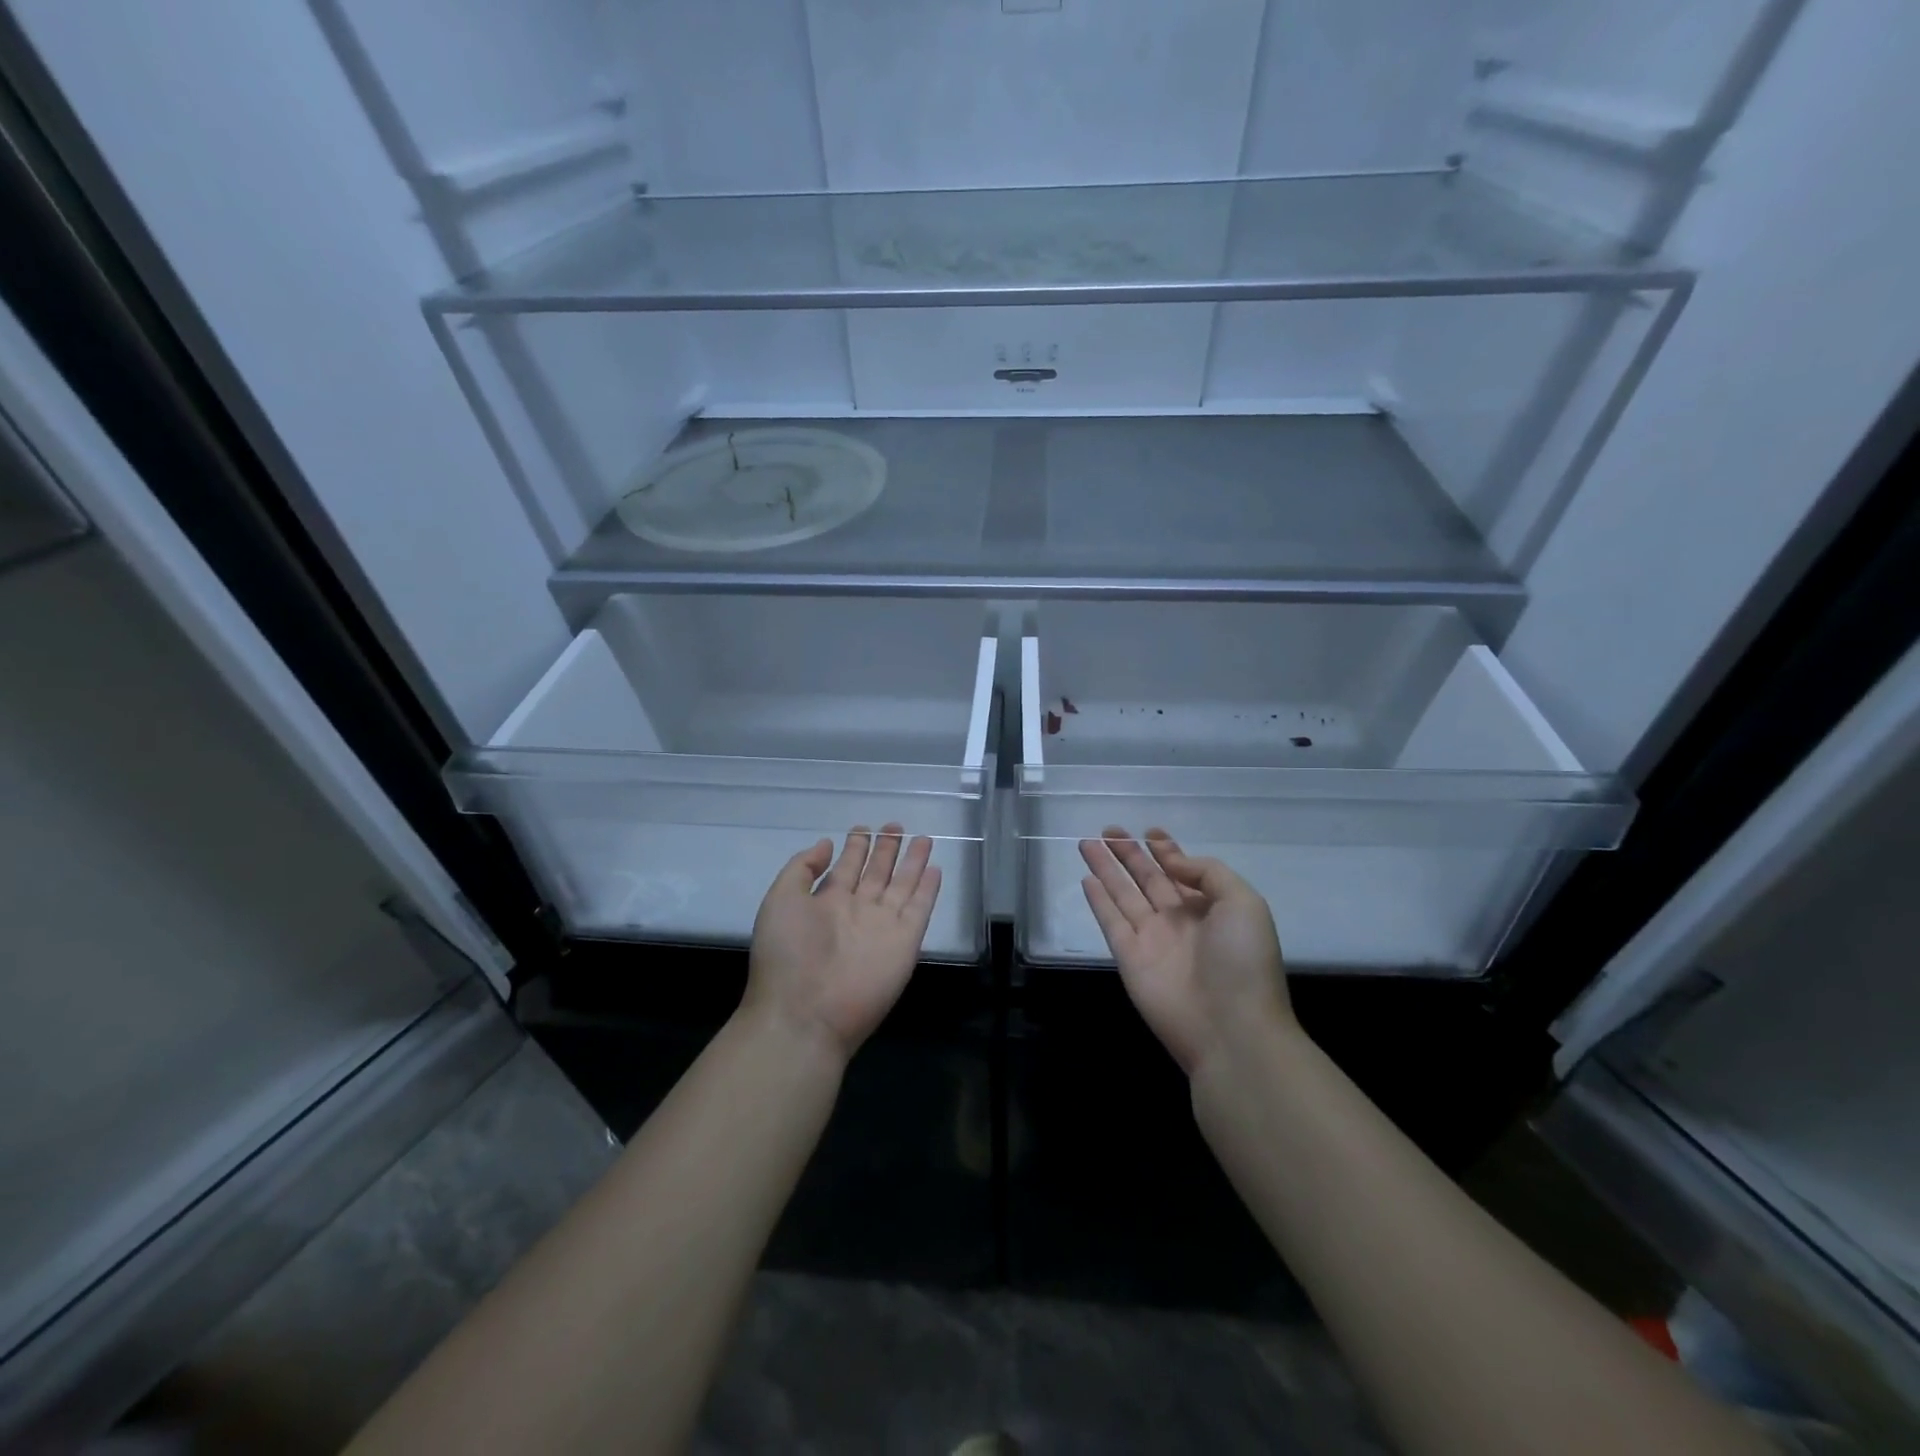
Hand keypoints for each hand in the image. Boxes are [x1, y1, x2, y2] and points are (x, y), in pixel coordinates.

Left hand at [744, 824, 941, 1062]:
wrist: (806, 1012)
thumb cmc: (787, 954)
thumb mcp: (780, 900)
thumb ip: (802, 869)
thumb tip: (826, 844)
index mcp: (825, 903)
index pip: (846, 867)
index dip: (855, 847)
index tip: (864, 827)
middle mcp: (856, 911)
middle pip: (876, 873)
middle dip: (885, 849)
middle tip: (895, 825)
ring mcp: (883, 926)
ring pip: (902, 885)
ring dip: (912, 862)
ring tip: (922, 838)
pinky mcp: (905, 942)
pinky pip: (920, 909)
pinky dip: (928, 889)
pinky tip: (934, 868)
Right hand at [1080, 828, 1293, 1075]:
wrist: (1231, 1029)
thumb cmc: (1243, 962)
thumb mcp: (1243, 903)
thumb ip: (1207, 873)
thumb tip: (1170, 863)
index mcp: (1211, 909)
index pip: (1182, 872)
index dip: (1167, 851)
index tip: (1150, 831)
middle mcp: (1179, 921)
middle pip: (1148, 878)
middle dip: (1130, 853)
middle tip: (1109, 830)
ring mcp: (1152, 939)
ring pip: (1124, 894)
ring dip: (1107, 869)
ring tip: (1087, 843)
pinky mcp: (1129, 958)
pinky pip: (1110, 922)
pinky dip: (1098, 901)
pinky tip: (1087, 880)